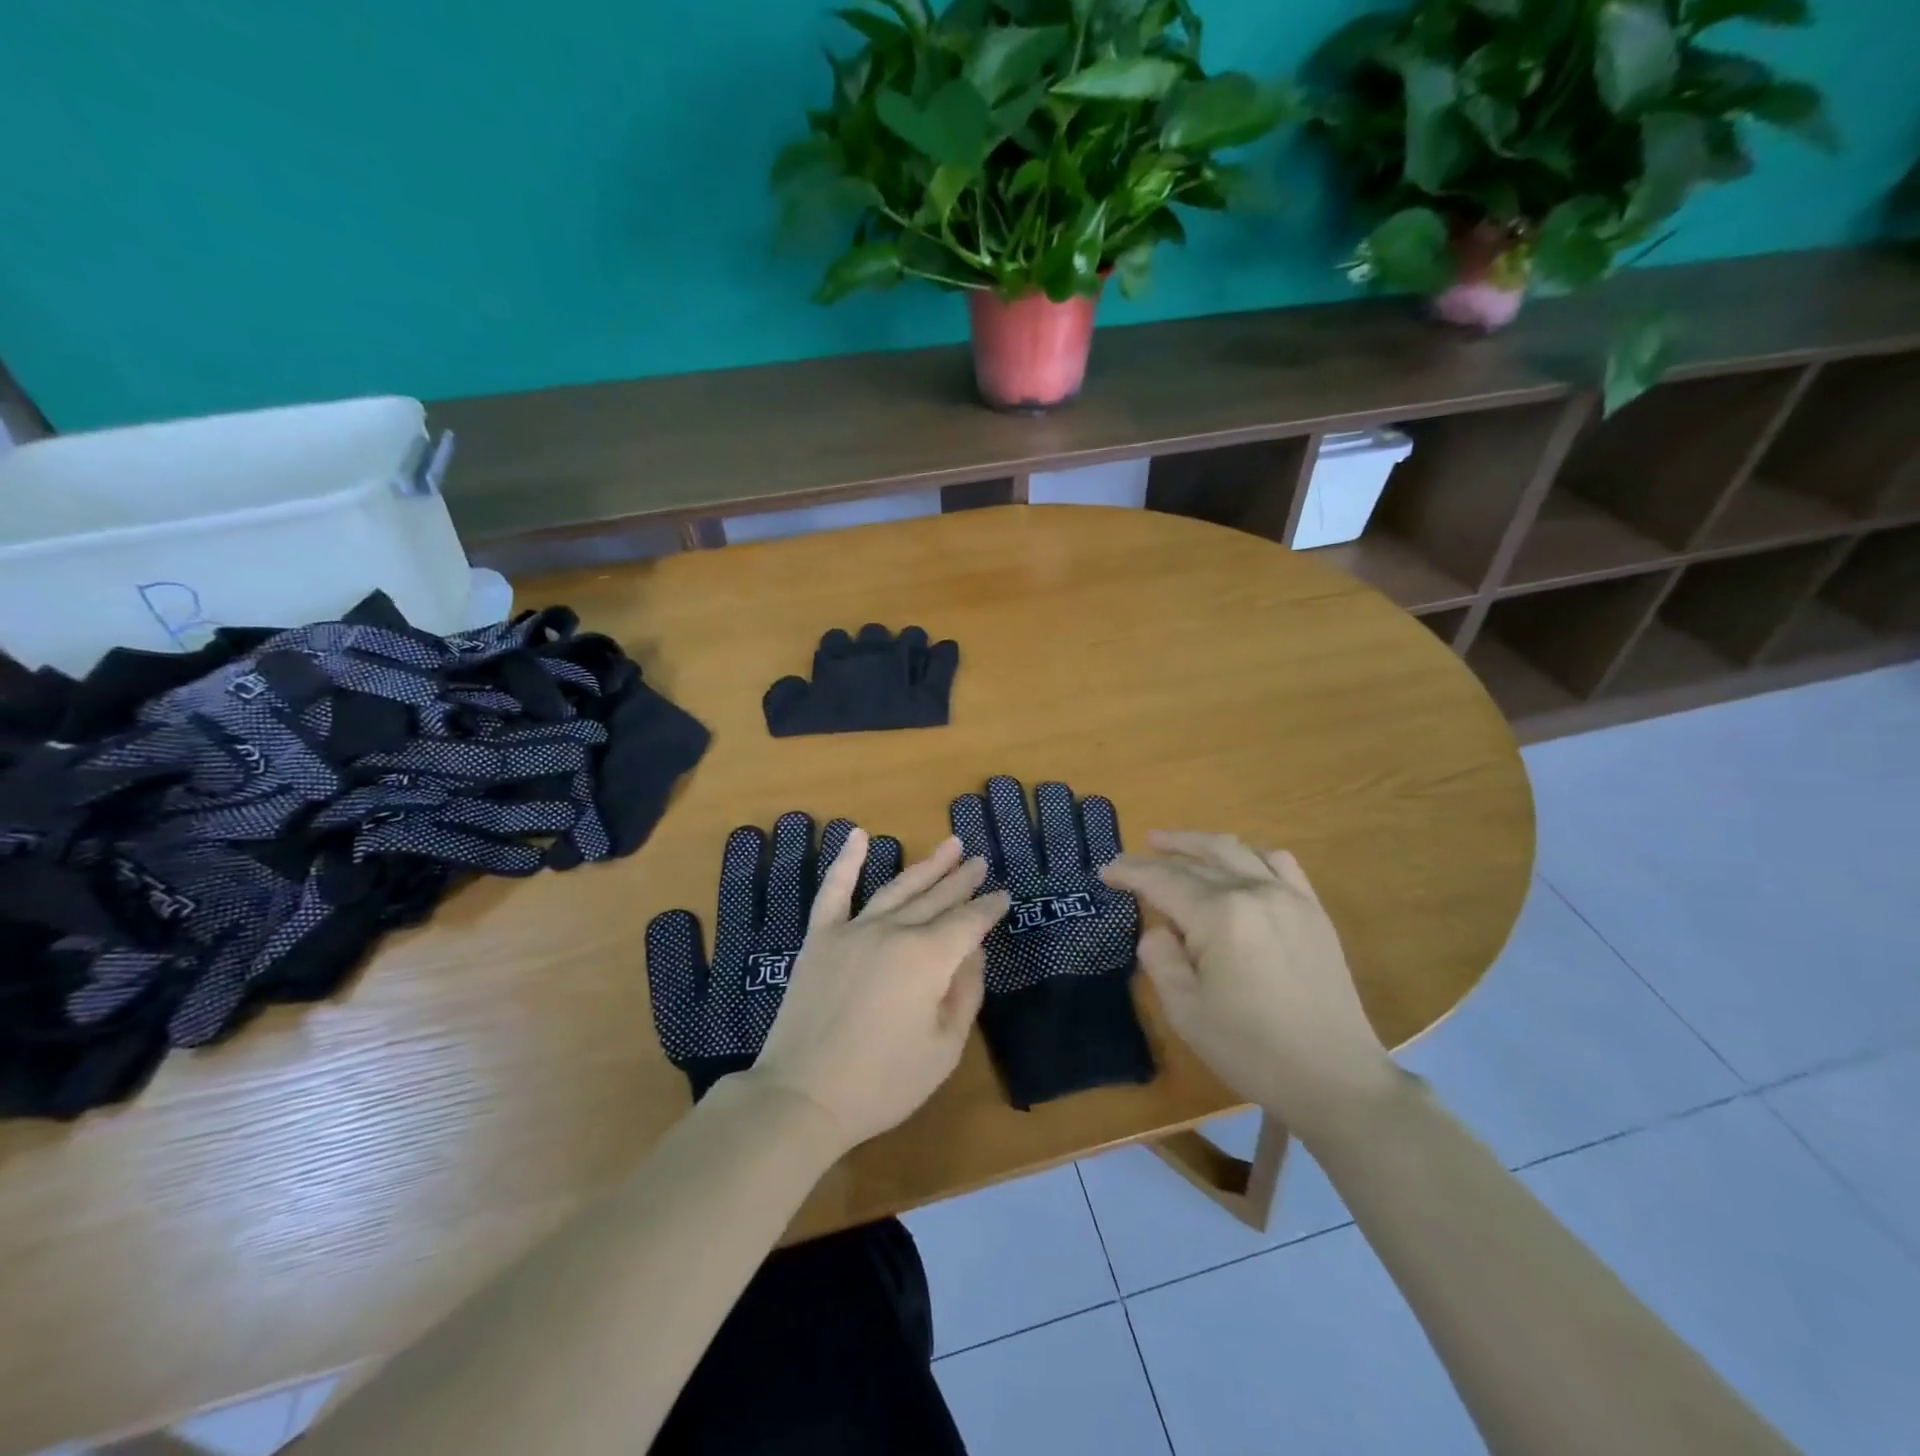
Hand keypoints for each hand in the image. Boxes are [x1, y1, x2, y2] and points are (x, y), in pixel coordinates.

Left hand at [745, 832, 1008, 1153]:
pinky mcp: (820, 938)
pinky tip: (857, 835)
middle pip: (936, 899)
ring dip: (926, 866)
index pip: (968, 923)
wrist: (803, 1095)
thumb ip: (964, 994)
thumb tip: (973, 953)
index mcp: (928, 958)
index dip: (988, 909)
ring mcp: (853, 930)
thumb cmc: (883, 1082)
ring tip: (949, 845)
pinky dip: (846, 861)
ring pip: (897, 888)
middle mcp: (894, 931)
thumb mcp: (944, 1049)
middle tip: (979, 861)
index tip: (1003, 895)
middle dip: (961, 880)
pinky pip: (834, 890)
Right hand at [1101, 832, 1399, 1141]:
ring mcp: (1289, 896)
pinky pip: (1278, 862)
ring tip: (1172, 844)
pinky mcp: (1312, 910)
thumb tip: (1159, 929)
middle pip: (1196, 861)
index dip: (1129, 872)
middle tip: (1130, 859)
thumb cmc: (1252, 1050)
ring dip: (1198, 844)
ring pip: (1235, 850)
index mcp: (1219, 915)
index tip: (1105, 871)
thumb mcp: (1186, 1011)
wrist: (1336, 1078)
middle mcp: (1254, 891)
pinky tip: (1236, 862)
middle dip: (1157, 857)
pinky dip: (1248, 853)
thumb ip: (1160, 958)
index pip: (1162, 881)